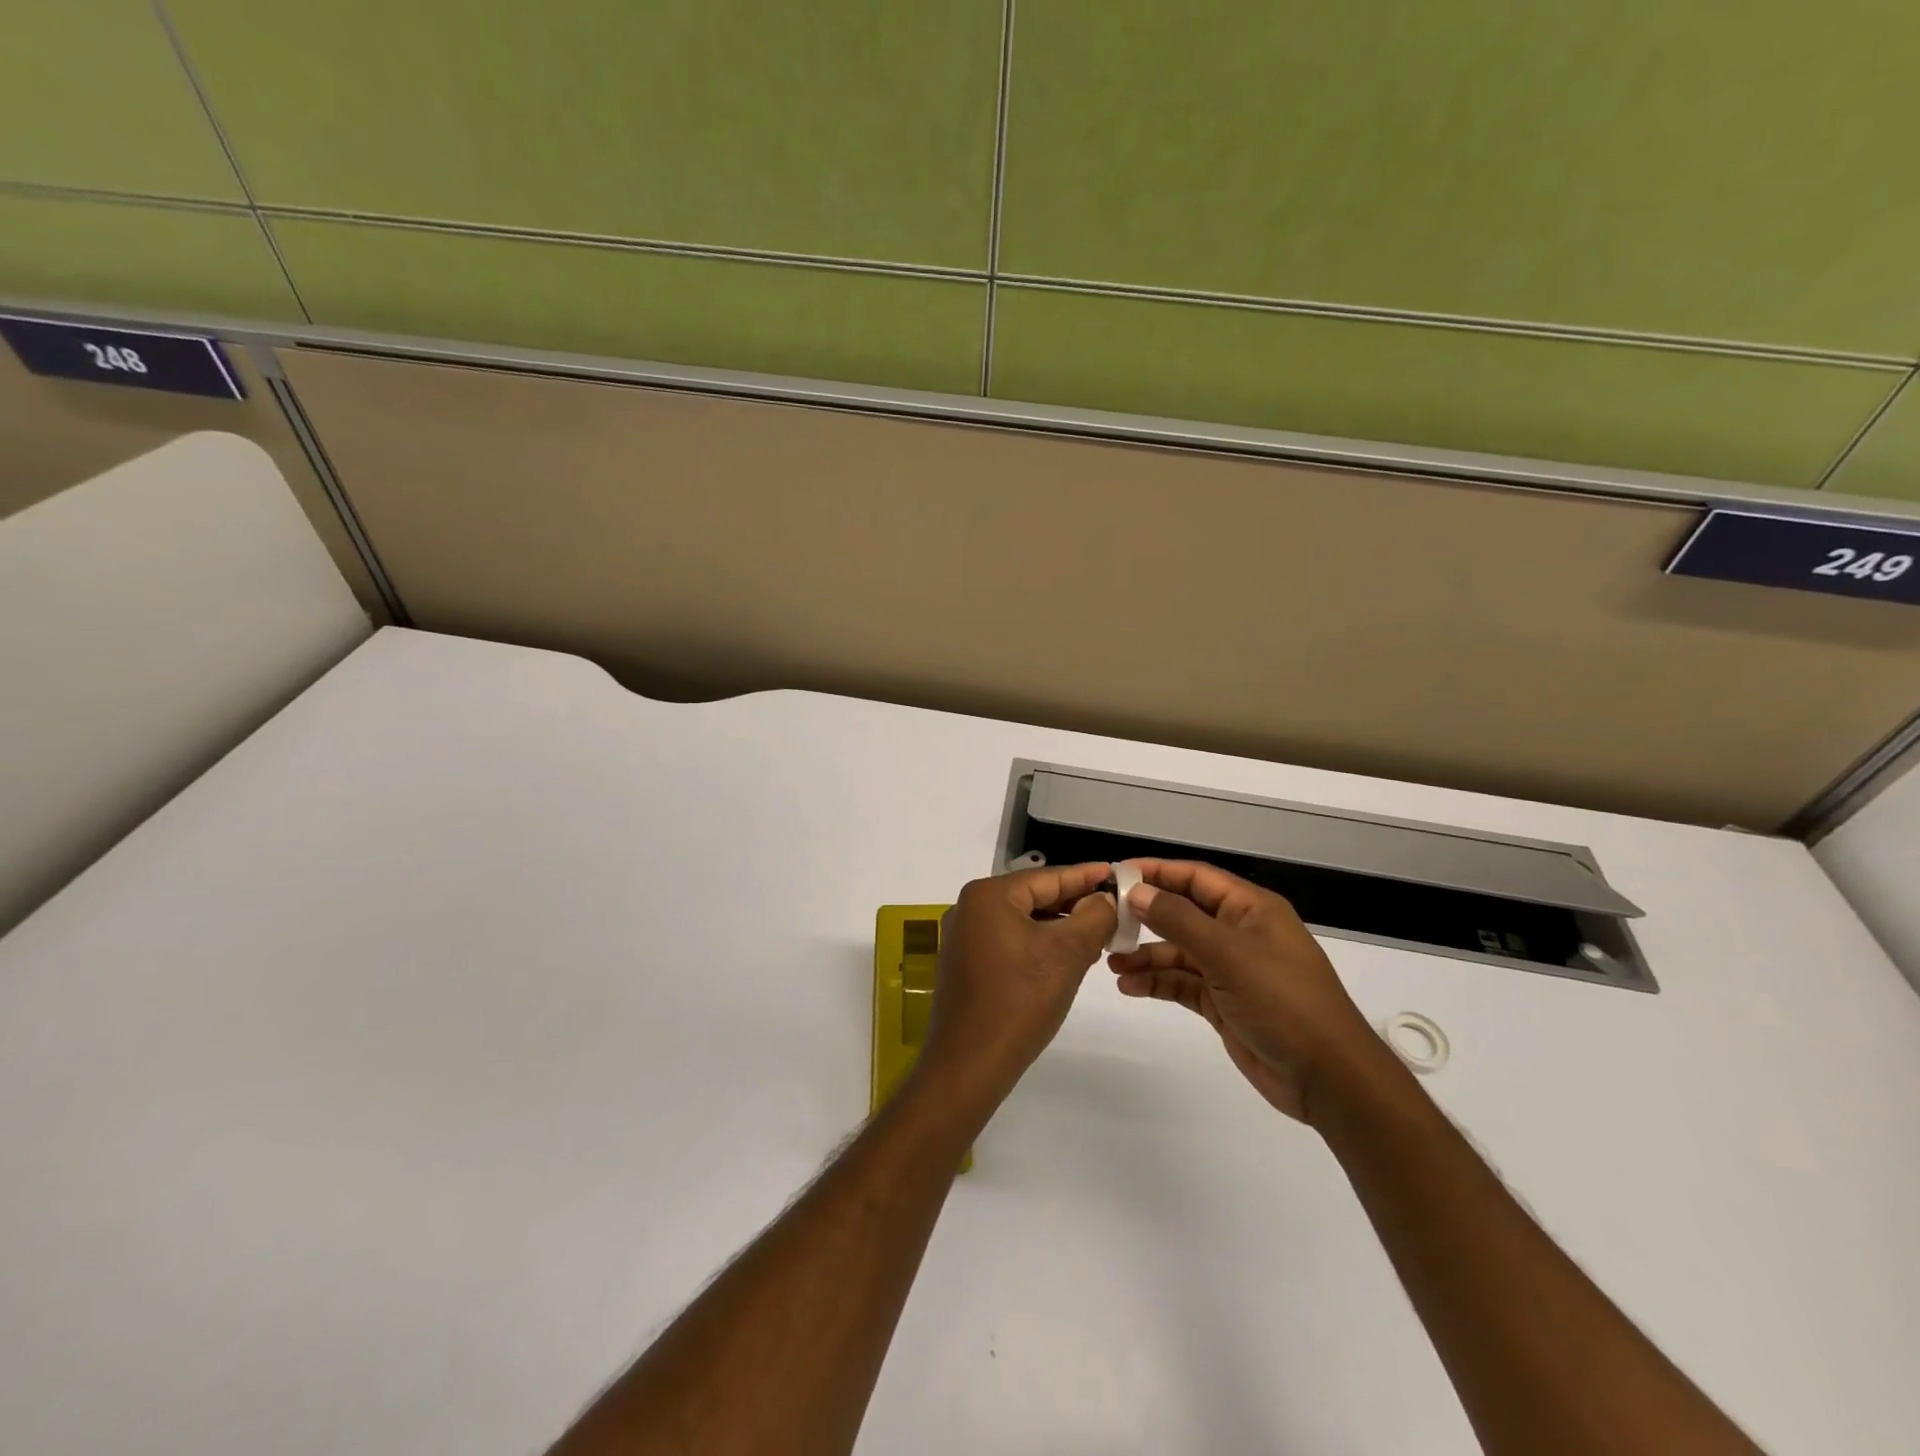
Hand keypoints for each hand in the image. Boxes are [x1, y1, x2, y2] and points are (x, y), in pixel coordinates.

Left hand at [914, 863, 1116, 1113]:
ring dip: (1058, 926)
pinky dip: (1037, 944)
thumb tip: (1105, 899)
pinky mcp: (964, 964)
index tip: (1116, 872)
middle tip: (1113, 908)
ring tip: (1096, 934)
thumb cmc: (1020, 1001)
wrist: (969, 1064)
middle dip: (1073, 903)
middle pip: (1033, 896)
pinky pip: (1008, 941)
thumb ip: (1093, 917)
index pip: (1048, 877)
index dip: (1085, 876)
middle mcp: (969, 908)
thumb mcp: (1067, 954)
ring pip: (1022, 920)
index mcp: (988, 895)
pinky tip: (1063, 958)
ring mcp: (963, 937)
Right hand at [1108, 860, 1386, 1123]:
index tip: (1116, 874)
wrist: (1327, 1076)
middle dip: (1145, 915)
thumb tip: (1137, 892)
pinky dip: (1157, 982)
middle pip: (1183, 913)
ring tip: (1110, 962)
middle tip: (1105, 920)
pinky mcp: (1223, 1002)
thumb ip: (1178, 920)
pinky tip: (1130, 986)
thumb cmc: (1282, 1000)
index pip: (1195, 877)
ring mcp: (1231, 969)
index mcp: (1250, 909)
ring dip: (1146, 954)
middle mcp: (1239, 933)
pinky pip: (1182, 983)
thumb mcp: (1228, 954)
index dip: (1156, 872)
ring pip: (1178, 951)